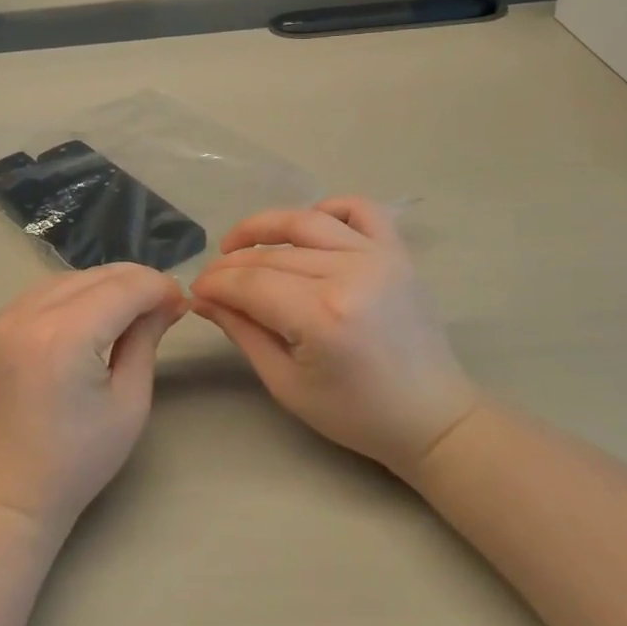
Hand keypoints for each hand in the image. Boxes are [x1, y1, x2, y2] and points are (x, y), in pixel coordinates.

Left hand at [0, 264, 187, 534]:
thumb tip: (167, 302)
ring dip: (99, 288)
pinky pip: (34, 299)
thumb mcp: (129, 401)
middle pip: (92, 277)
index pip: (123, 288)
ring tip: (124, 311)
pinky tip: (83, 322)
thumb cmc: (80, 458)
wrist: (10, 495)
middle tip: (160, 304)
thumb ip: (146, 339)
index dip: (158, 287)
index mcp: (65, 337)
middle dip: (133, 283)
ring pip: (62, 281)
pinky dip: (65, 300)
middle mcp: (25, 317)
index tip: (180, 302)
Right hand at [189, 197, 478, 479]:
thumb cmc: (355, 413)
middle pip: (272, 254)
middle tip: (212, 279)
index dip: (215, 283)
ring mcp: (378, 257)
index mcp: (322, 316)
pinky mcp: (397, 252)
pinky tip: (306, 226)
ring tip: (240, 243)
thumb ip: (243, 332)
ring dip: (265, 226)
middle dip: (231, 263)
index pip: (250, 283)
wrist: (431, 417)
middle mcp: (350, 274)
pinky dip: (328, 208)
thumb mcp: (286, 383)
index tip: (195, 291)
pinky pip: (359, 210)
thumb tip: (203, 299)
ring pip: (306, 222)